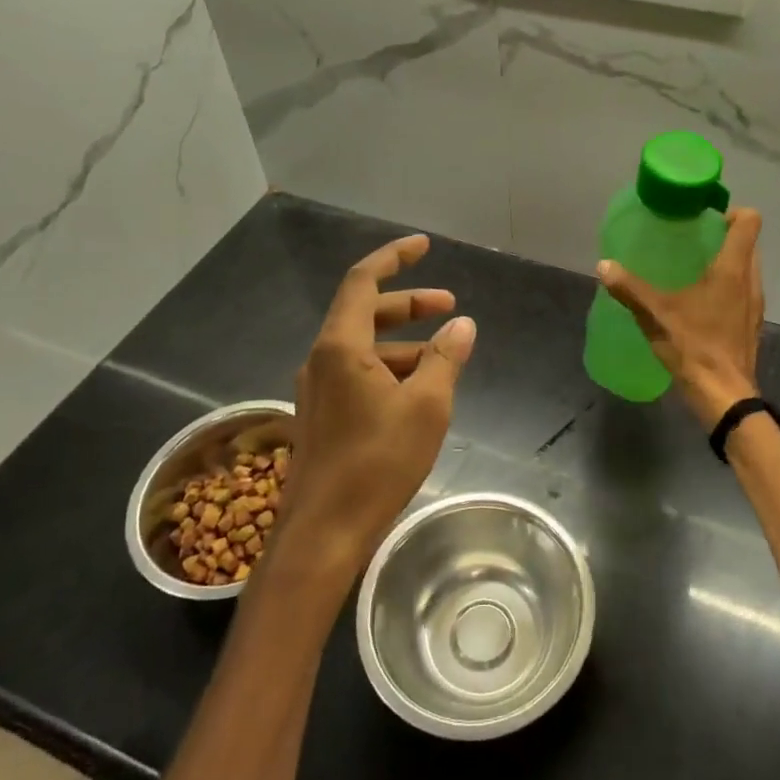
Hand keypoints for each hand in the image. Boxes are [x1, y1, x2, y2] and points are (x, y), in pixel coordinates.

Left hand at [279, 234, 475, 577]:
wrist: (322, 534)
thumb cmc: (377, 464)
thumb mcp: (426, 407)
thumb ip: (444, 358)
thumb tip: (462, 324)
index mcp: (341, 346)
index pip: (363, 281)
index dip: (394, 257)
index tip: (423, 246)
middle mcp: (322, 359)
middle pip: (364, 312)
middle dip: (408, 303)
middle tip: (449, 306)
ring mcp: (317, 389)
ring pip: (363, 346)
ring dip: (402, 342)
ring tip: (443, 356)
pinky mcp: (322, 415)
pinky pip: (357, 373)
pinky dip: (389, 369)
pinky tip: (416, 392)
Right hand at [598, 207, 763, 430]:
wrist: (724, 395)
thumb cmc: (694, 347)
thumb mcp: (655, 314)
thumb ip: (629, 288)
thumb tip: (603, 265)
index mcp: (732, 269)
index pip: (749, 222)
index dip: (731, 211)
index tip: (704, 218)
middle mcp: (750, 281)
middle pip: (748, 243)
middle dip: (723, 236)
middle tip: (690, 240)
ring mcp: (755, 304)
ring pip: (747, 269)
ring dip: (727, 263)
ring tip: (692, 269)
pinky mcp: (751, 324)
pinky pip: (743, 292)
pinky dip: (727, 287)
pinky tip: (700, 302)